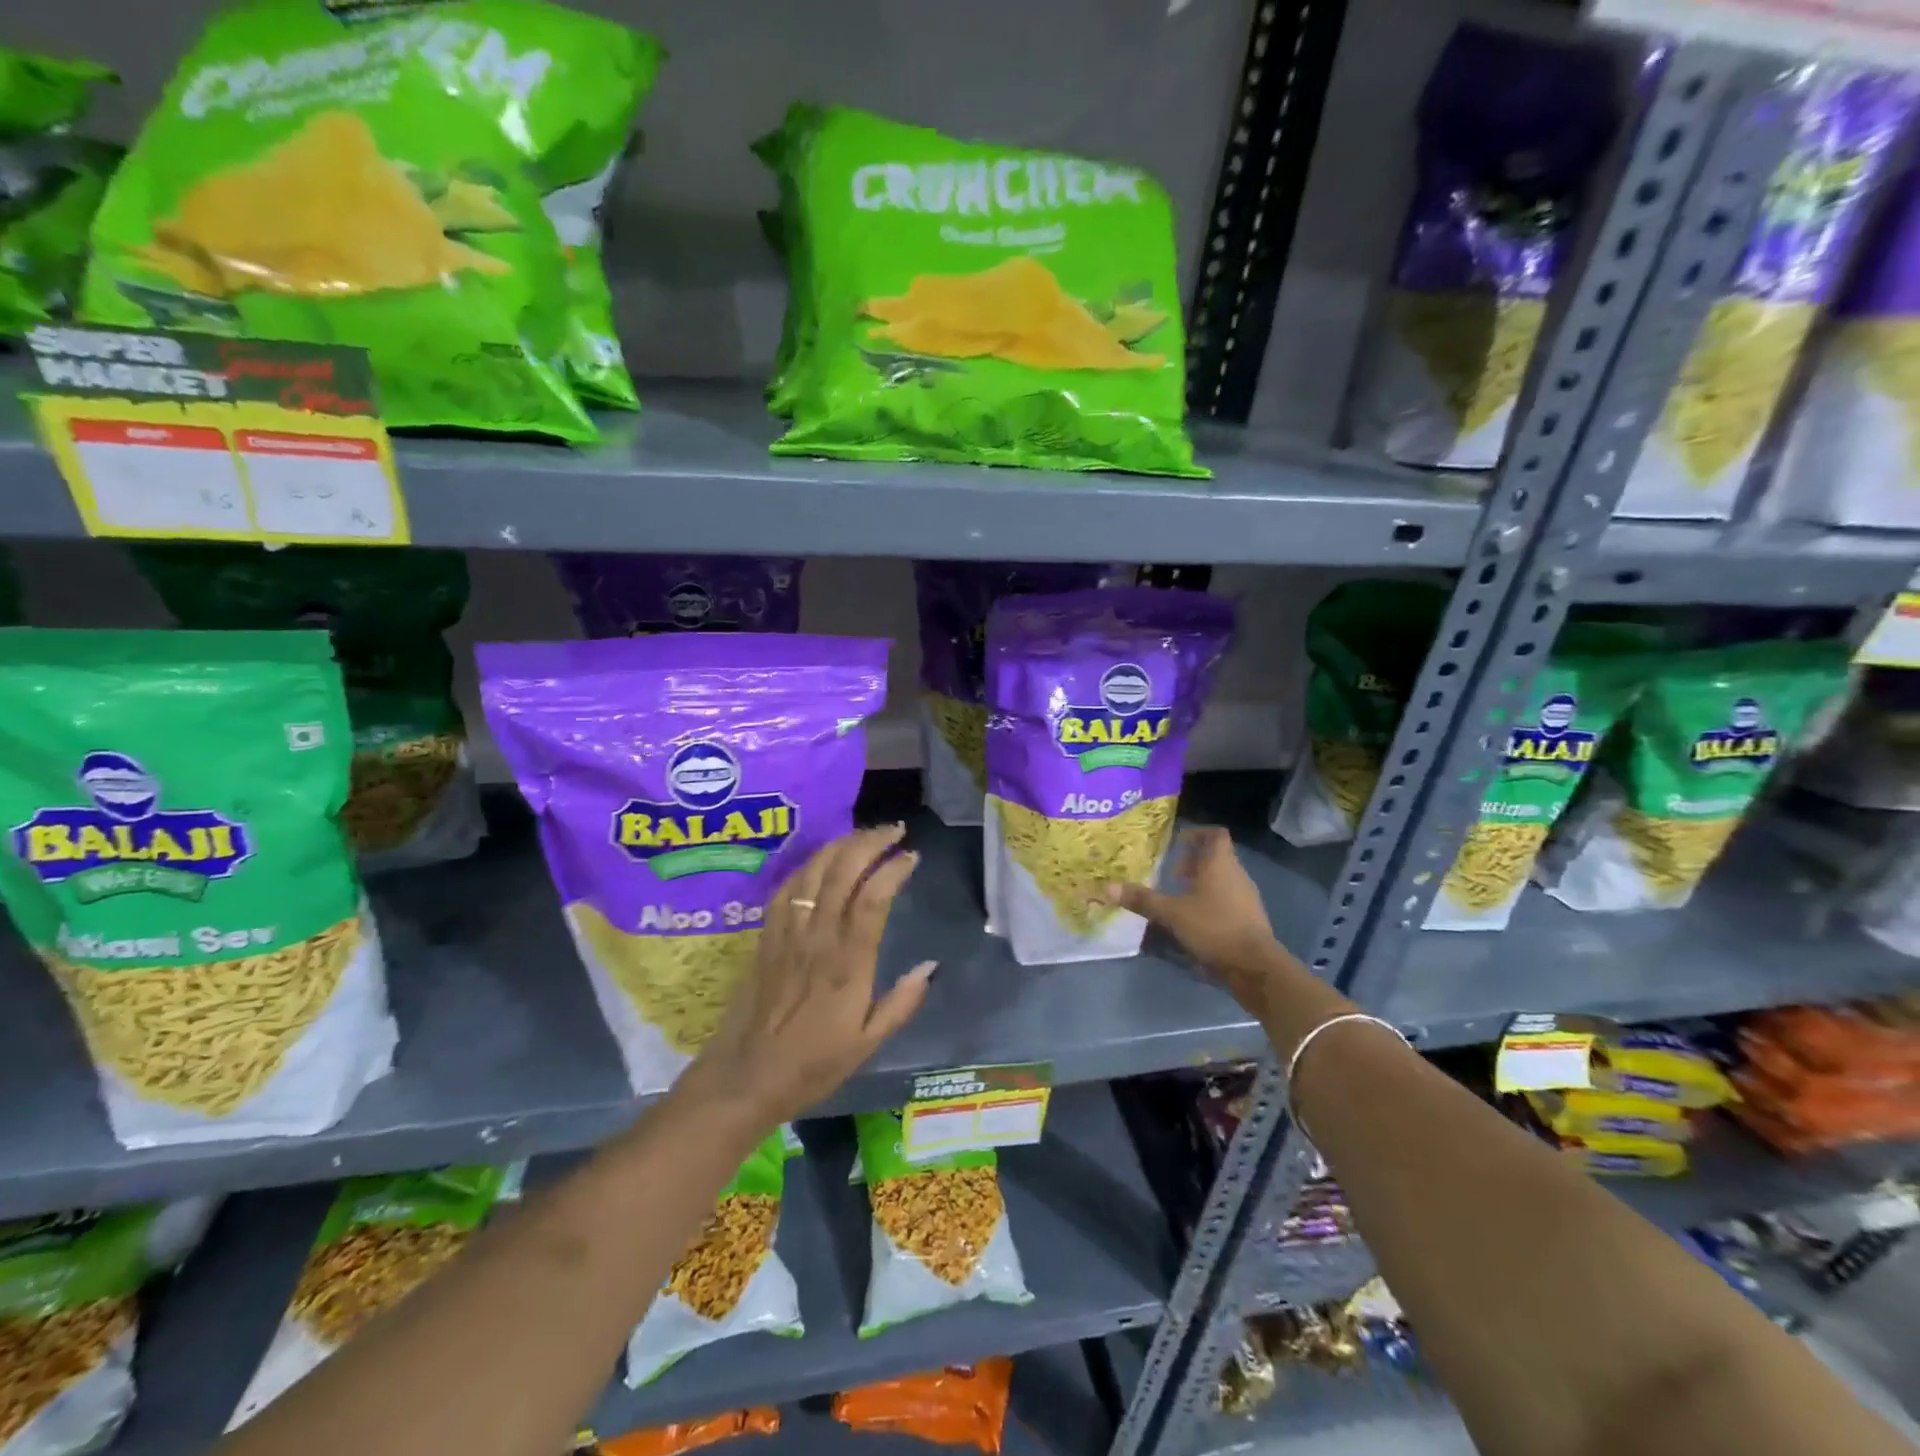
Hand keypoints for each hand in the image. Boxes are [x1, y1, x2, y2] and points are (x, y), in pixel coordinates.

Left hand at [681, 825, 933, 1125]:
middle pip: (843, 871)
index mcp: (848, 964)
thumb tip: (931, 966)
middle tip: (895, 830)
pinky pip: (786, 888)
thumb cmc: (812, 1065)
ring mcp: (788, 933)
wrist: (744, 1078)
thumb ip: (902, 1003)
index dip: (893, 868)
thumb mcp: (868, 1044)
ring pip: (813, 871)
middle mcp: (818, 938)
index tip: (912, 856)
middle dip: (870, 841)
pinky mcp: (766, 936)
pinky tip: (821, 860)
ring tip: (864, 836)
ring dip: (841, 845)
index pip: (873, 898)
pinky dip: (808, 865)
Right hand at [1106, 827, 1292, 1012]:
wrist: (1254, 965)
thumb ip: (1142, 899)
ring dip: (1202, 883)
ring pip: (1223, 879)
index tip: (1178, 843)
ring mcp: (1247, 898)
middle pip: (1218, 857)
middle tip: (1172, 874)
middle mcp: (1237, 875)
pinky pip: (1229, 899)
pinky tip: (1195, 919)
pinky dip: (1212, 901)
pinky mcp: (1250, 919)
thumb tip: (1106, 888)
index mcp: (1221, 864)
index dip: (1197, 834)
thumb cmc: (1213, 927)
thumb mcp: (1172, 913)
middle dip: (1194, 862)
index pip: (1215, 835)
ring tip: (1180, 897)